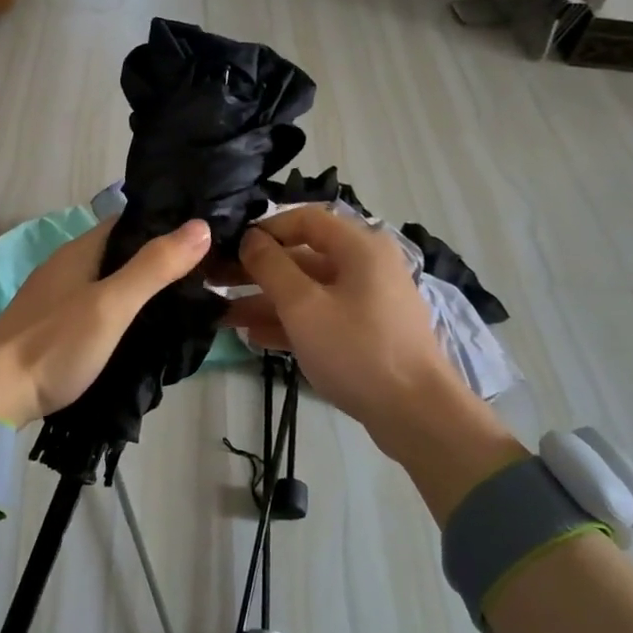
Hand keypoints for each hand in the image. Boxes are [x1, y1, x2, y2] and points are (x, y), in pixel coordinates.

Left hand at [0, 217, 212, 427]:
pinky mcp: (54, 326)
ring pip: (110, 280)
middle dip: (159, 259)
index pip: (130, 222)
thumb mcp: (111, 305)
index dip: (166, 225)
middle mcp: (67, 266)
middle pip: (121, 252)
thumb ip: (153, 267)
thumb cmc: (54, 346)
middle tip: (206, 275)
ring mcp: (57, 297)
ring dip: (142, 286)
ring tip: (186, 301)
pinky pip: (98, 305)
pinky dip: (123, 310)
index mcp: (79, 251)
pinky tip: (143, 328)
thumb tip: (200, 225)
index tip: (207, 237)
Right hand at [229, 205, 525, 514]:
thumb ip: (271, 267)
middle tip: (215, 282)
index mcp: (359, 246)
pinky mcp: (367, 332)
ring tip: (224, 316)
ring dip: (267, 301)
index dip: (265, 229)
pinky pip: (322, 316)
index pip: (305, 219)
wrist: (417, 413)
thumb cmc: (357, 349)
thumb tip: (250, 238)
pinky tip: (254, 337)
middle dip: (258, 271)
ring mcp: (368, 301)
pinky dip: (291, 322)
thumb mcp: (303, 306)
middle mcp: (366, 265)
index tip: (230, 247)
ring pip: (309, 290)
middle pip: (303, 256)